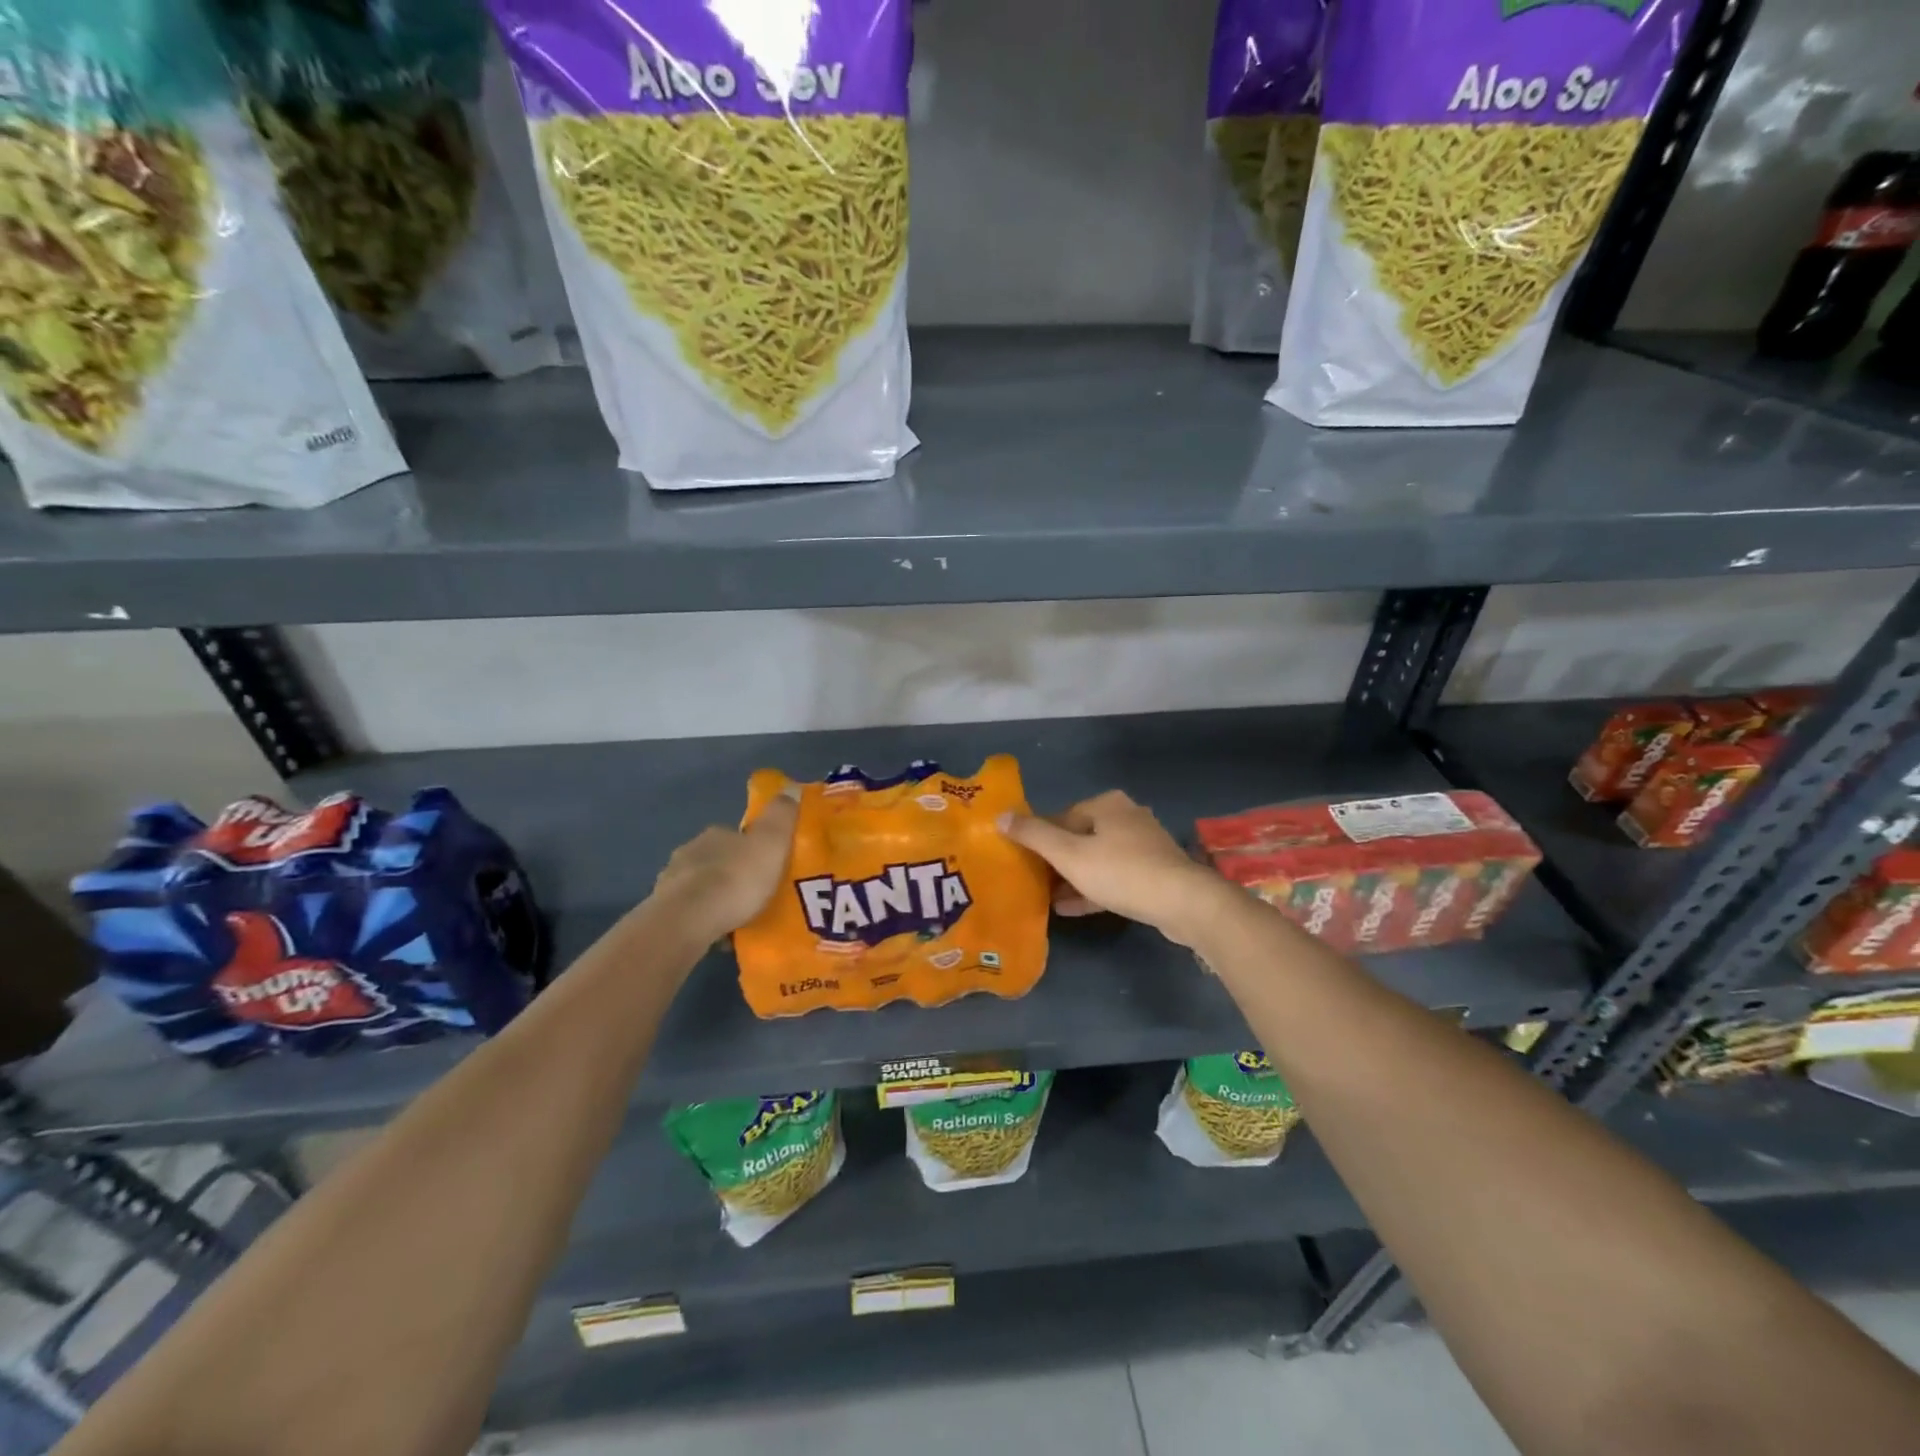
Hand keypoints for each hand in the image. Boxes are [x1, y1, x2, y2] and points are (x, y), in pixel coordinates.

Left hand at [651, 788, 799, 941]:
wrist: (689, 920)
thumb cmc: (736, 879)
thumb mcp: (771, 843)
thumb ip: (781, 816)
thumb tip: (790, 787)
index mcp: (716, 834)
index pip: (737, 835)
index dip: (753, 848)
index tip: (768, 865)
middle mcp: (690, 851)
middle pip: (717, 859)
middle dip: (733, 873)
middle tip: (756, 894)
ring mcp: (672, 881)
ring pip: (700, 885)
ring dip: (716, 896)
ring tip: (738, 918)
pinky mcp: (663, 911)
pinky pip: (690, 912)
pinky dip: (703, 919)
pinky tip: (718, 933)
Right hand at [1000, 790, 1235, 947]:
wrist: (1183, 903)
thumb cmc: (1121, 872)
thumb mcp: (1069, 854)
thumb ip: (1034, 835)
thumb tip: (1000, 816)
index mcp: (1106, 804)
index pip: (1061, 817)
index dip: (1038, 838)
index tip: (1022, 861)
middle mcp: (1126, 817)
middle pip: (1079, 837)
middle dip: (1055, 860)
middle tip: (1032, 881)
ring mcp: (1143, 845)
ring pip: (1097, 859)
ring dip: (1072, 877)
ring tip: (1046, 898)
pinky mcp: (1154, 872)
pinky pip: (1114, 877)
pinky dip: (1092, 888)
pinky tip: (1069, 908)